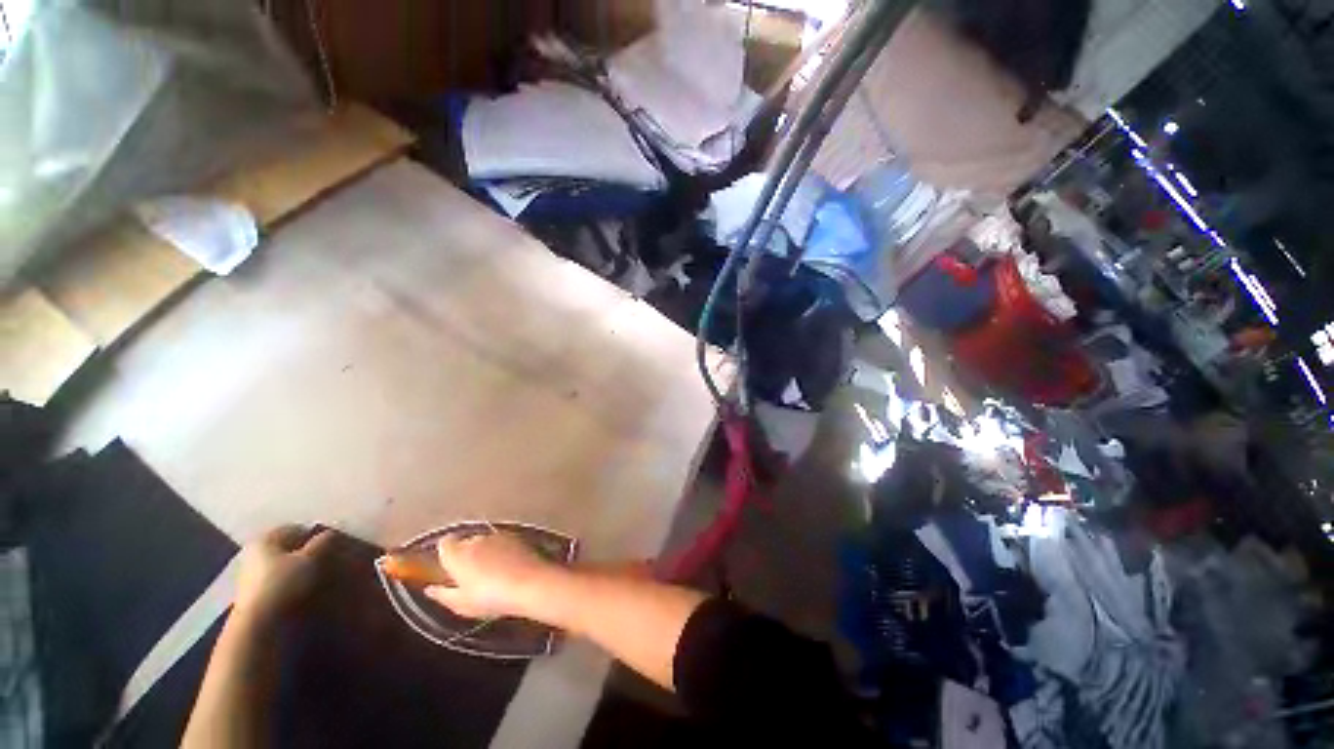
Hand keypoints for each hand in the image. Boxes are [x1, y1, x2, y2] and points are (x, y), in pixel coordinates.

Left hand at [233, 525, 335, 622]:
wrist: (257, 622)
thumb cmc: (283, 583)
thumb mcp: (310, 559)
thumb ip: (322, 542)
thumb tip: (332, 533)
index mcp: (266, 537)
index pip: (297, 528)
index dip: (316, 535)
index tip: (332, 545)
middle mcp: (254, 551)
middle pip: (287, 546)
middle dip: (306, 551)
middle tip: (326, 559)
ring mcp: (249, 572)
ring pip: (281, 563)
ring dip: (298, 567)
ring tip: (316, 576)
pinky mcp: (251, 591)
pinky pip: (276, 578)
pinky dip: (289, 580)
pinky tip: (301, 588)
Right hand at [425, 532, 555, 619]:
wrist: (530, 584)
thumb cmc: (490, 598)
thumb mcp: (461, 604)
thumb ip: (443, 594)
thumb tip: (431, 589)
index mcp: (457, 553)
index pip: (444, 543)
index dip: (445, 554)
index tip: (448, 568)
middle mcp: (476, 539)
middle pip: (465, 542)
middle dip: (466, 555)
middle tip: (470, 577)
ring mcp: (499, 535)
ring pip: (485, 542)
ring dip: (485, 553)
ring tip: (492, 575)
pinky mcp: (517, 536)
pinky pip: (502, 543)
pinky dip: (502, 552)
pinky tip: (508, 568)